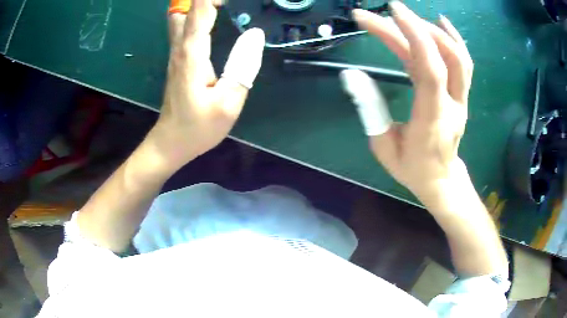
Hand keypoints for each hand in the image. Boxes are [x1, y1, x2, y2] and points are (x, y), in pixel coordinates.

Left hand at [149, 0, 264, 169]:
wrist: (170, 143)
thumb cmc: (197, 127)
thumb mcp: (228, 103)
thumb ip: (243, 66)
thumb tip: (255, 33)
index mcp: (192, 53)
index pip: (200, 10)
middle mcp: (181, 47)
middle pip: (186, 9)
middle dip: (205, 1)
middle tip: (228, 3)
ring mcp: (176, 53)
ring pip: (183, 16)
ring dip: (200, 6)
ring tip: (224, 6)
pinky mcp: (178, 60)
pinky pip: (185, 28)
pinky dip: (198, 15)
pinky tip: (213, 17)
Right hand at [343, 2, 472, 198]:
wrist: (441, 180)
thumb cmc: (411, 168)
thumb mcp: (384, 147)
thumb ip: (370, 110)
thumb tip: (351, 75)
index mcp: (432, 120)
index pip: (430, 71)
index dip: (413, 37)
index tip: (389, 13)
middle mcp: (452, 105)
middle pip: (444, 57)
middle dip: (414, 26)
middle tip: (384, 11)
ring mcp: (461, 99)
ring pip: (457, 56)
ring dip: (431, 30)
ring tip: (405, 16)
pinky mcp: (461, 94)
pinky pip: (463, 63)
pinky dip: (452, 38)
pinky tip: (439, 22)